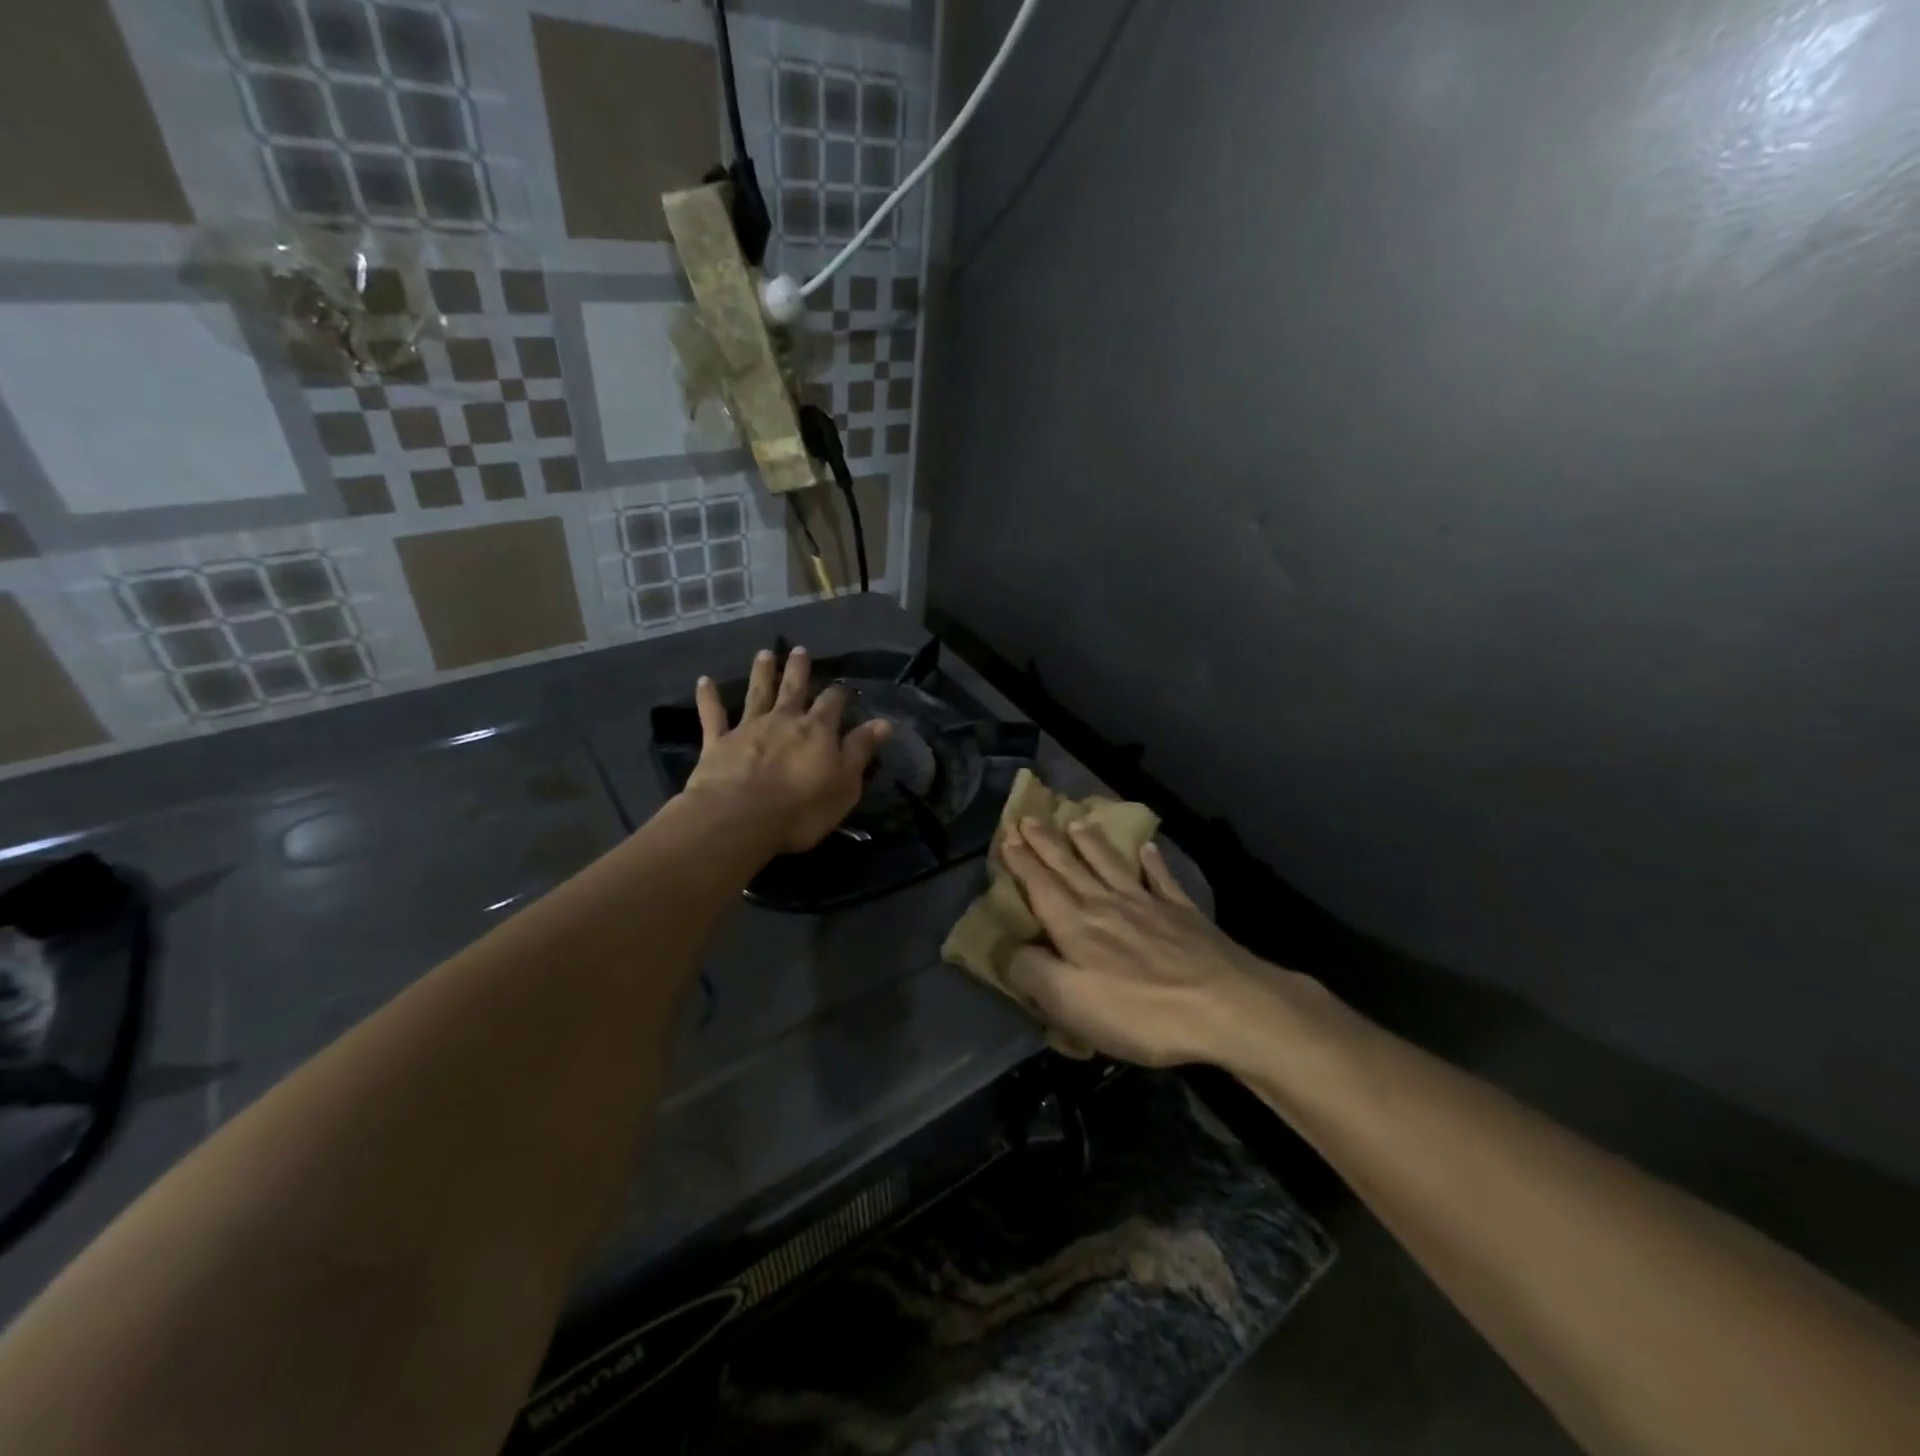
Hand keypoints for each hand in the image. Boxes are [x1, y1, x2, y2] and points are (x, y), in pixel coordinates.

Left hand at [684, 647, 890, 853]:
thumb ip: (861, 750)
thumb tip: (884, 722)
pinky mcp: (718, 743)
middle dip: (798, 670)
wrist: (740, 819)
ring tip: (763, 654)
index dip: (839, 694)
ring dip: (761, 673)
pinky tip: (704, 681)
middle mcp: (783, 720)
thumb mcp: (845, 783)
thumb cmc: (802, 808)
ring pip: (757, 694)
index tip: (844, 688)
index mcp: (817, 730)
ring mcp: (748, 728)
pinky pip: (712, 716)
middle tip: (799, 650)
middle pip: (793, 689)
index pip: (832, 703)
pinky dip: (708, 698)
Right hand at [1000, 817, 1287, 1067]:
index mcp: (1076, 926)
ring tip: (1077, 822)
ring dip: (1091, 843)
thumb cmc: (1140, 1011)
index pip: (1041, 886)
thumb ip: (1032, 972)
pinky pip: (1162, 880)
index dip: (1021, 862)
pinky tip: (1148, 848)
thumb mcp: (1071, 1002)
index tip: (1007, 836)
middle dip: (1047, 843)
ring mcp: (1148, 905)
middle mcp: (1107, 905)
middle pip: (1071, 867)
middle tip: (1029, 817)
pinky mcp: (1183, 915)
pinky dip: (1153, 862)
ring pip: (1111, 865)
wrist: (1225, 1006)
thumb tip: (1005, 949)